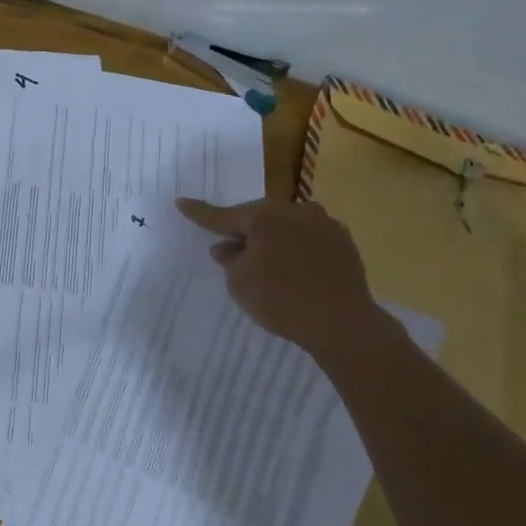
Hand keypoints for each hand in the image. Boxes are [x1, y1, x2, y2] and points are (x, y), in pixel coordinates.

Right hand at [175, 196, 383, 356]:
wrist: (341, 323)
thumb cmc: (280, 299)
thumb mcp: (239, 282)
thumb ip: (229, 259)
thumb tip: (226, 246)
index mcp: (264, 216)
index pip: (223, 216)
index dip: (200, 213)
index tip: (181, 202)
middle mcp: (295, 211)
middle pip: (260, 218)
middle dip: (244, 232)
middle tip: (231, 250)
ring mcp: (325, 224)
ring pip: (287, 227)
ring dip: (273, 240)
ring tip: (267, 265)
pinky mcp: (344, 243)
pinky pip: (310, 240)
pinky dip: (297, 250)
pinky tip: (296, 271)